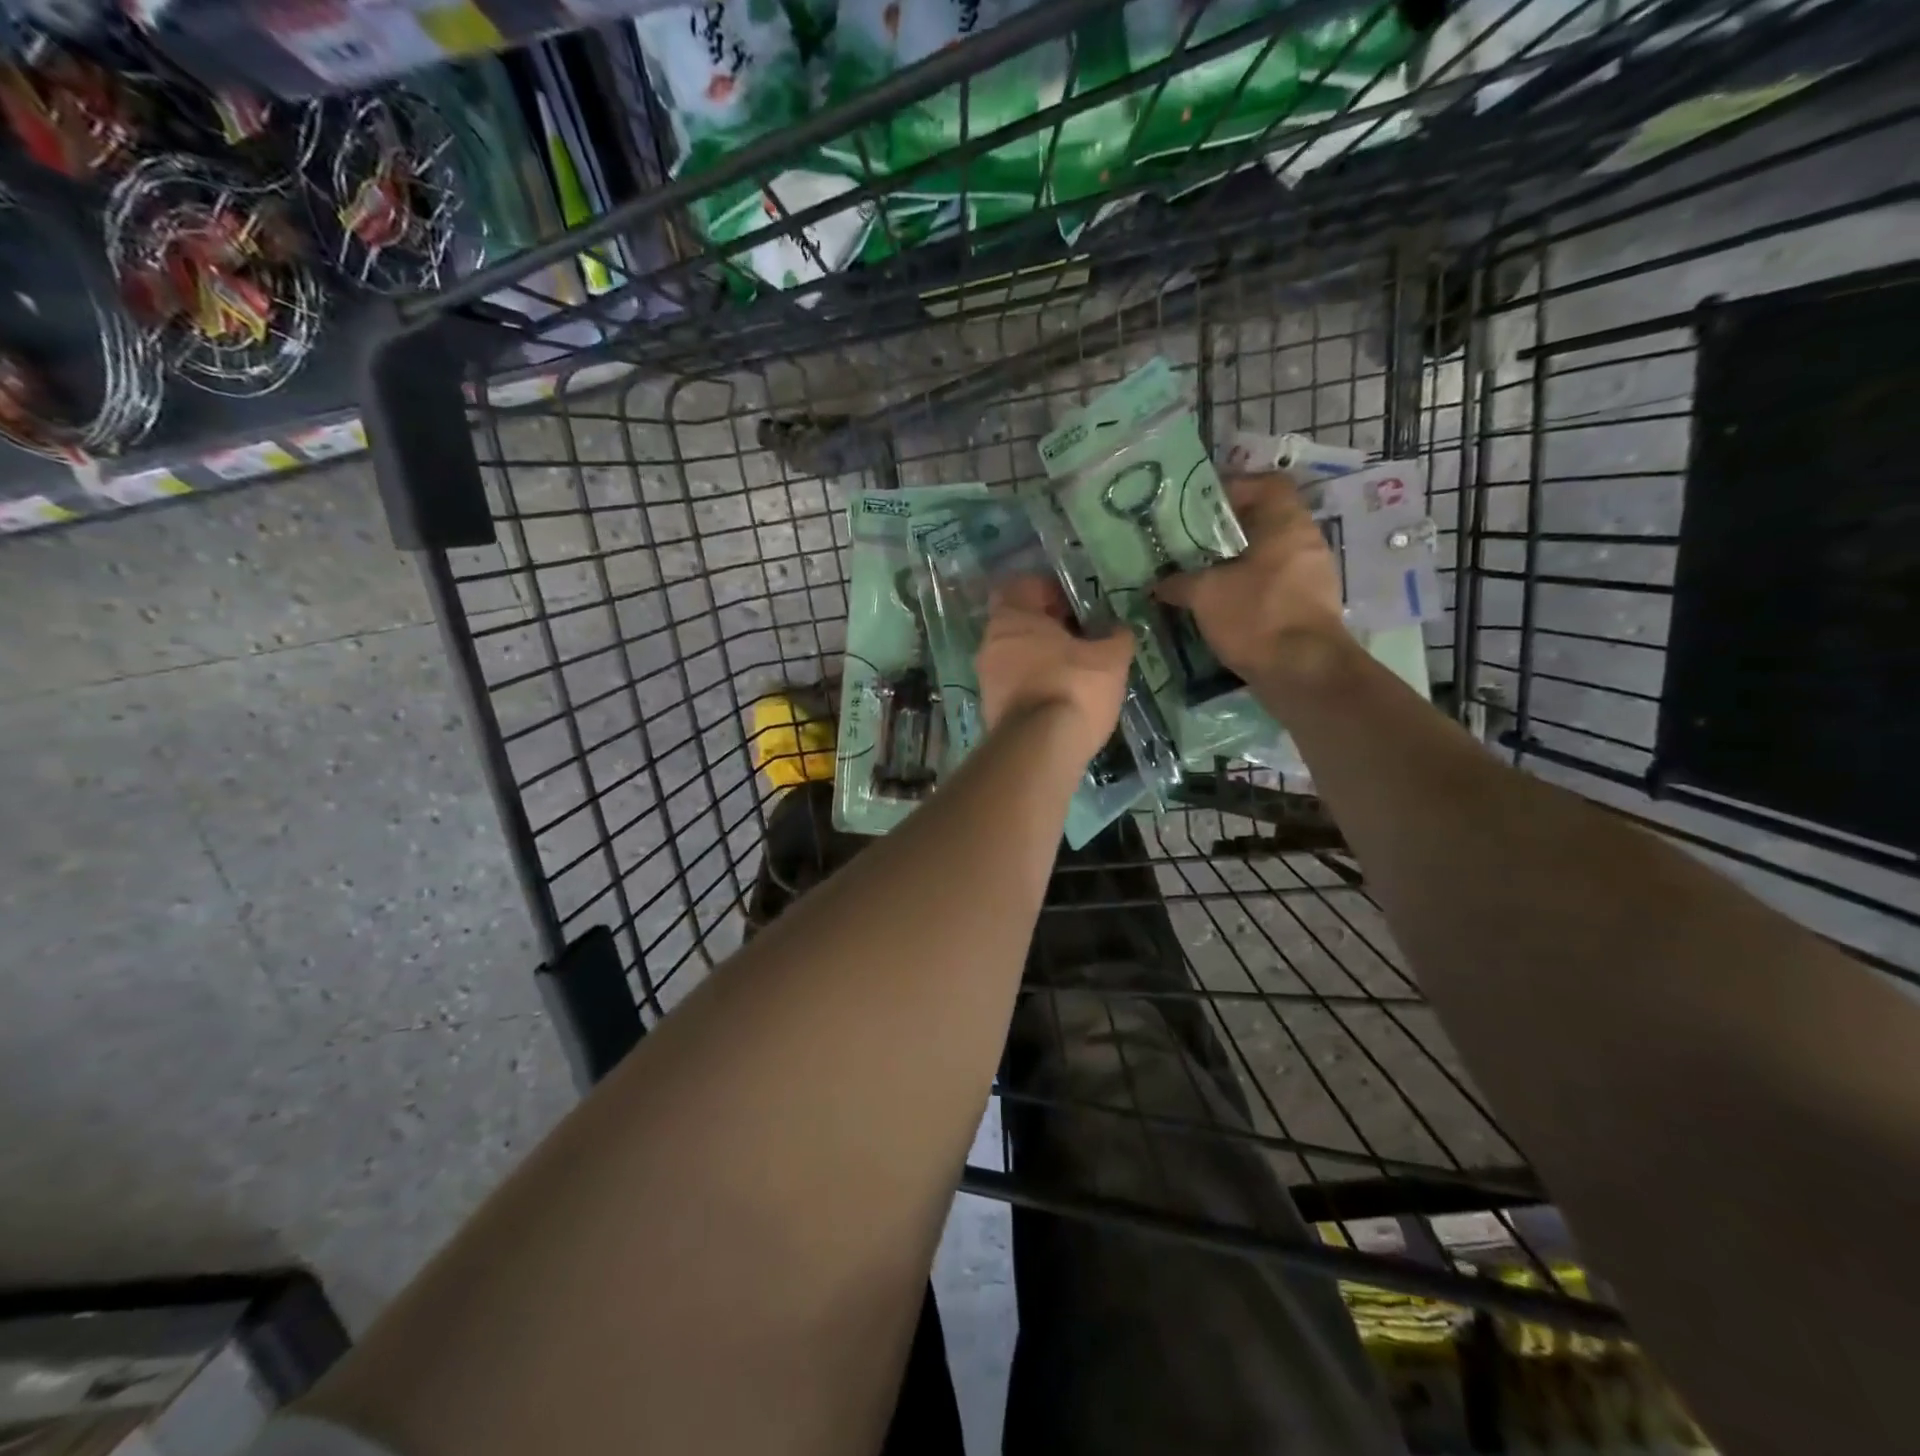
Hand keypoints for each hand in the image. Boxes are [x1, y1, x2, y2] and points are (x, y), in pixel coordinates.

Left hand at [976, 574, 1133, 766]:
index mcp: (1011, 618)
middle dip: (1048, 627)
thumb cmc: (1073, 687)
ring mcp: (987, 679)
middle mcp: (990, 644)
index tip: (1075, 604)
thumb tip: (1119, 629)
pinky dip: (1036, 685)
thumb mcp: (1110, 658)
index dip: (1049, 590)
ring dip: (1043, 658)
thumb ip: (1116, 636)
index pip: (1022, 587)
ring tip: (1078, 669)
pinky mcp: (992, 710)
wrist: (1039, 750)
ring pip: (1017, 656)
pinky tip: (1064, 696)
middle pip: (1019, 623)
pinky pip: (1016, 685)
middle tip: (1083, 636)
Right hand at [1154, 471, 1352, 682]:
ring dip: (1234, 564)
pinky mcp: (1306, 608)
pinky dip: (1245, 589)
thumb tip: (1157, 583)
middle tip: (1189, 542)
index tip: (1200, 505)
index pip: (1266, 484)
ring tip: (1197, 574)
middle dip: (1226, 531)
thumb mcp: (1205, 594)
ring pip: (1266, 557)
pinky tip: (1217, 604)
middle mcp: (1305, 543)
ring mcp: (1310, 577)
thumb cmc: (1257, 616)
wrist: (1303, 673)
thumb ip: (1178, 582)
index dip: (1234, 488)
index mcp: (1287, 524)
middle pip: (1264, 522)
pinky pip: (1271, 585)